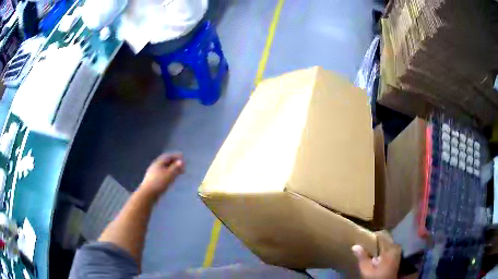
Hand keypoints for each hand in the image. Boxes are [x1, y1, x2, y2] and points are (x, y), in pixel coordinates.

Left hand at [140, 153, 184, 195]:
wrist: (147, 194)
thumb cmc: (159, 182)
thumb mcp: (169, 174)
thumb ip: (176, 167)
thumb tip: (181, 161)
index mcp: (158, 162)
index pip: (168, 156)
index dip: (176, 156)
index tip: (183, 156)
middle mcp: (155, 166)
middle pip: (166, 162)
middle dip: (174, 163)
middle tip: (182, 166)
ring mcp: (153, 173)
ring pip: (164, 168)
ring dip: (172, 169)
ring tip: (178, 172)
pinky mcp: (153, 180)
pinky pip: (162, 174)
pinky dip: (168, 174)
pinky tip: (171, 179)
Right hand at [352, 231, 400, 278]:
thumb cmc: (376, 277)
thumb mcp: (367, 270)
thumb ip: (362, 257)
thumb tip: (355, 246)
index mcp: (389, 249)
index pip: (382, 235)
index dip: (373, 235)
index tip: (365, 239)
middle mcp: (395, 247)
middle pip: (386, 237)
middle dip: (376, 240)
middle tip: (367, 245)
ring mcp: (398, 251)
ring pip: (388, 241)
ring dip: (380, 244)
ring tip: (372, 250)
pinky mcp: (397, 255)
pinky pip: (390, 246)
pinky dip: (384, 248)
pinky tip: (378, 255)